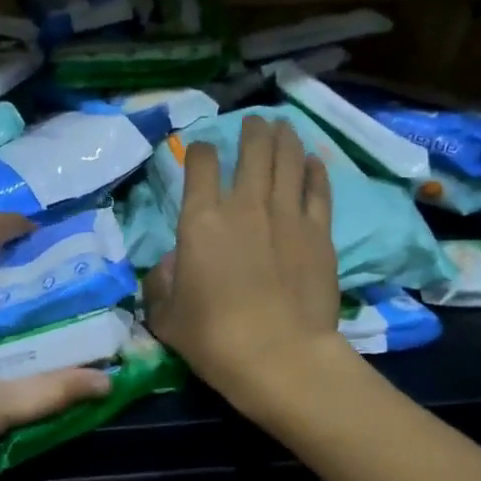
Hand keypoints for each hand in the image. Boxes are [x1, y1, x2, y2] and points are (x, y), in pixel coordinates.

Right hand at [143, 116, 346, 403]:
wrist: (279, 357)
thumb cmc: (213, 338)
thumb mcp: (166, 315)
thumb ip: (161, 282)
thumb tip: (170, 263)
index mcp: (201, 219)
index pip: (201, 164)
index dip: (201, 151)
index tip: (204, 152)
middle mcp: (245, 205)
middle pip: (253, 150)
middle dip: (252, 131)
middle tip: (255, 123)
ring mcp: (287, 215)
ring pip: (288, 160)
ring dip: (284, 138)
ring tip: (282, 126)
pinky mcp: (319, 233)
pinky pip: (318, 189)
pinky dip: (315, 170)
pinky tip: (313, 160)